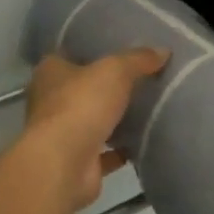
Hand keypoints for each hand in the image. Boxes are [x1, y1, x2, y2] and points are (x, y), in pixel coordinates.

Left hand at [22, 49, 168, 209]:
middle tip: (140, 78)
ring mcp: (62, 135)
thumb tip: (163, 50)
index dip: (92, 51)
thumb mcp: (115, 70)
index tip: (118, 49)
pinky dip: (121, 150)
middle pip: (82, 89)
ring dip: (113, 119)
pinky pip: (105, 153)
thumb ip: (138, 59)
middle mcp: (51, 102)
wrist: (64, 165)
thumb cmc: (81, 105)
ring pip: (92, 121)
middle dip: (106, 87)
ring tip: (147, 108)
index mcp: (50, 73)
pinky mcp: (78, 162)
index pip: (69, 55)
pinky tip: (144, 141)